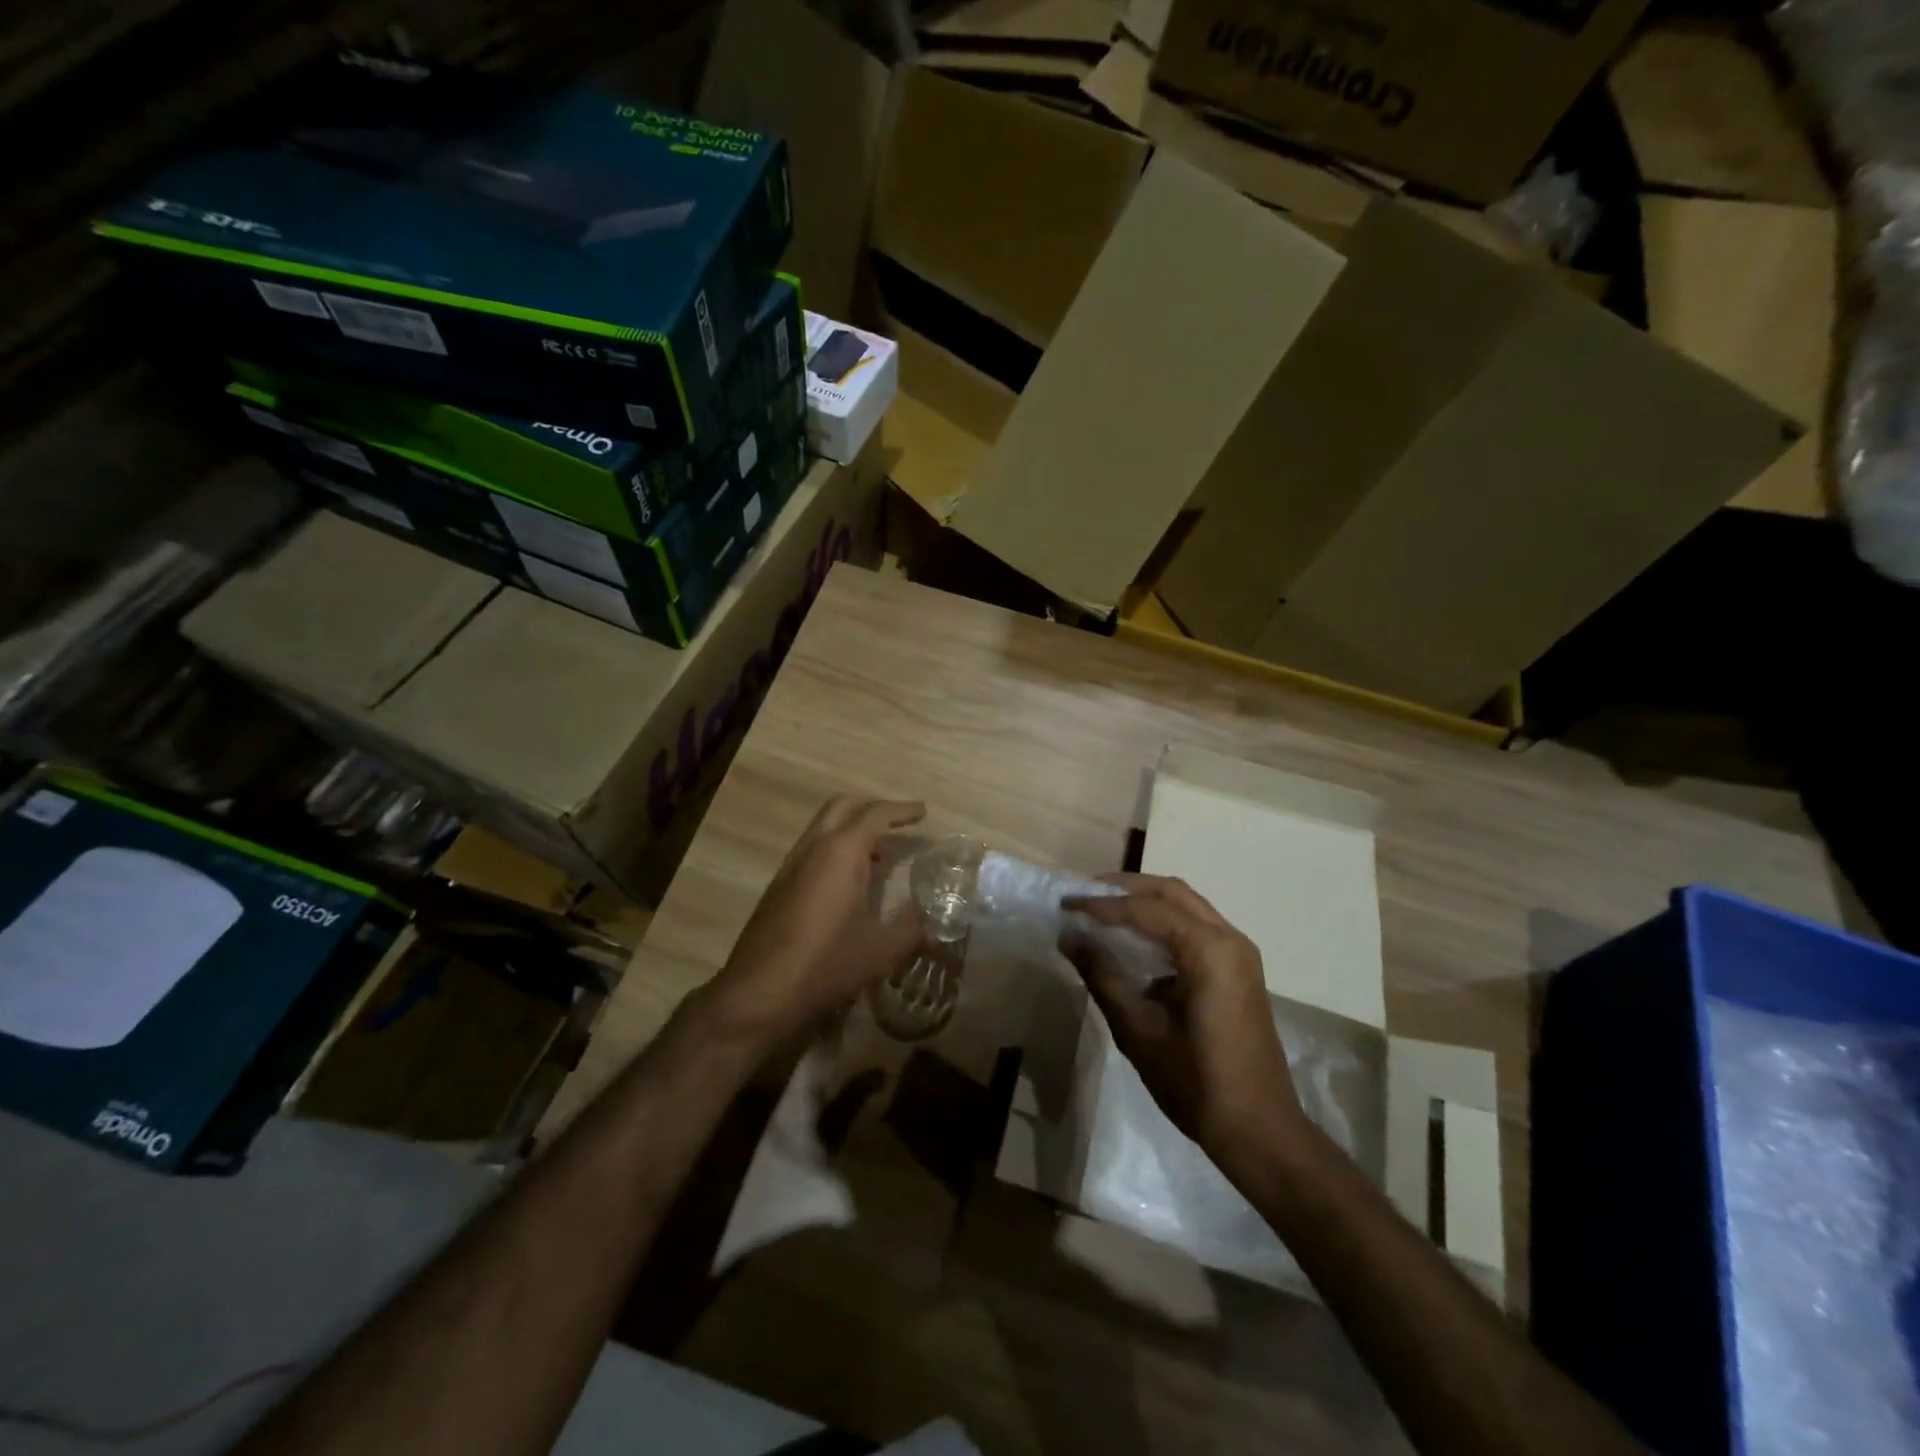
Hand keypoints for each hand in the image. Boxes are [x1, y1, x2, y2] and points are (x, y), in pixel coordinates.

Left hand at [708, 796, 927, 1043]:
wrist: (757, 993)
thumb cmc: (825, 965)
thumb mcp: (880, 950)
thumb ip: (913, 928)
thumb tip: (937, 920)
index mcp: (841, 852)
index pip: (875, 814)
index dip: (902, 810)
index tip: (923, 812)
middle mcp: (813, 848)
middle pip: (844, 807)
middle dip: (873, 808)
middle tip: (900, 823)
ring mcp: (791, 865)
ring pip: (823, 826)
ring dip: (852, 827)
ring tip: (880, 852)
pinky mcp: (778, 885)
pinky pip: (812, 847)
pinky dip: (836, 847)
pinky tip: (850, 879)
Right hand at [1061, 874, 1304, 1167]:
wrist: (1259, 1131)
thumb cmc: (1195, 1081)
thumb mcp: (1138, 1029)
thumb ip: (1102, 975)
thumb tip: (1069, 936)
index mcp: (1209, 950)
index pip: (1147, 909)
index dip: (1102, 904)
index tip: (1065, 904)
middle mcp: (1229, 939)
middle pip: (1172, 892)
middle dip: (1125, 889)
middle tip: (1084, 895)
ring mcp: (1238, 954)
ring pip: (1186, 905)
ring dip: (1144, 902)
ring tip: (1102, 910)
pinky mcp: (1238, 970)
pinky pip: (1196, 927)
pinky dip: (1162, 922)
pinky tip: (1134, 939)